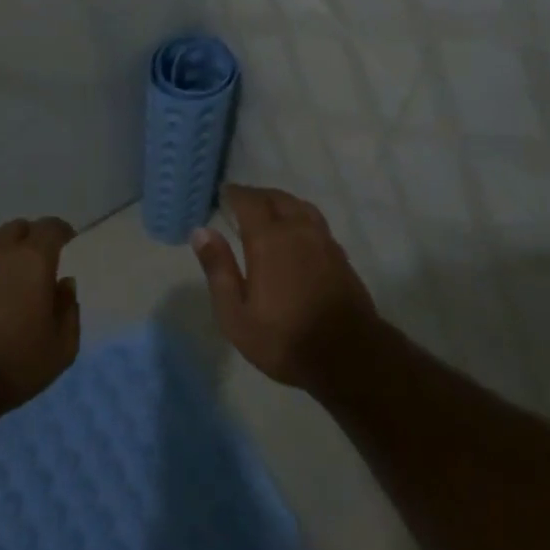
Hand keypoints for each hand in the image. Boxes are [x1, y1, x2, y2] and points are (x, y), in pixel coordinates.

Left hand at [0, 216, 79, 412]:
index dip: (61, 232)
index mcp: (32, 260)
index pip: (51, 227)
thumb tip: (64, 285)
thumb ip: (68, 311)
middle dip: (29, 240)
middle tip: (33, 265)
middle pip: (16, 229)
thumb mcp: (60, 349)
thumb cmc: (10, 366)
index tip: (66, 242)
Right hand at [190, 184, 377, 390]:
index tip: (223, 193)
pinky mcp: (340, 254)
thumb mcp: (236, 314)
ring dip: (281, 202)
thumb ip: (219, 269)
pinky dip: (299, 216)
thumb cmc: (284, 338)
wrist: (348, 355)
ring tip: (268, 211)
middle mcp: (298, 229)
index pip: (250, 201)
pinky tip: (296, 233)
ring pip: (300, 206)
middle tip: (241, 201)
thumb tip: (201, 232)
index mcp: (269, 239)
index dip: (235, 194)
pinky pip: (315, 221)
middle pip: (277, 198)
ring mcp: (323, 240)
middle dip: (257, 196)